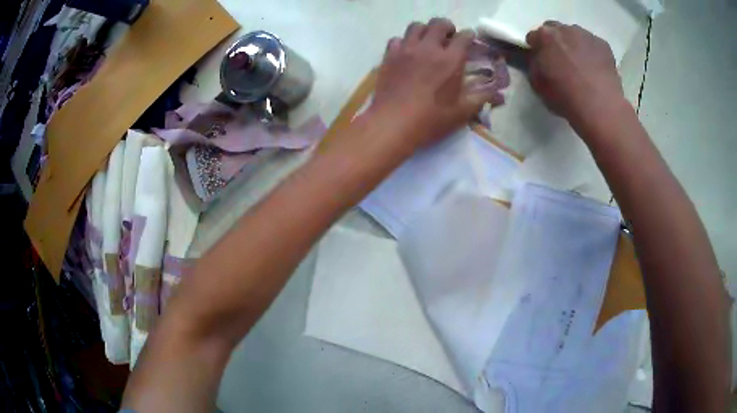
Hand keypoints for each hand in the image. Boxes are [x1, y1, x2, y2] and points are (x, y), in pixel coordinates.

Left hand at [369, 18, 497, 148]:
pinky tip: (407, 53)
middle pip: (439, 23)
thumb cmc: (431, 119)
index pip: (464, 36)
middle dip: (448, 27)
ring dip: (425, 30)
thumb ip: (481, 98)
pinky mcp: (389, 55)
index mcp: (451, 59)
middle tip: (449, 39)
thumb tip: (499, 94)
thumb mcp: (462, 111)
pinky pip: (397, 39)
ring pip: (416, 26)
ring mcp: (407, 49)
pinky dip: (404, 41)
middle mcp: (429, 48)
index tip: (469, 42)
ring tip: (428, 42)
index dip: (469, 36)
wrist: (393, 123)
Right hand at [526, 22, 626, 128]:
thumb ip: (535, 65)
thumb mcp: (538, 84)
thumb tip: (538, 60)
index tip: (541, 61)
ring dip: (575, 45)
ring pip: (576, 36)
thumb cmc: (565, 97)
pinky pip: (593, 45)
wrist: (600, 108)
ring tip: (580, 66)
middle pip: (556, 31)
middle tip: (560, 61)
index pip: (534, 37)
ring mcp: (587, 35)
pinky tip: (594, 70)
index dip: (536, 49)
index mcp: (545, 36)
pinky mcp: (604, 46)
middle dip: (556, 43)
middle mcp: (565, 29)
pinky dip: (592, 53)